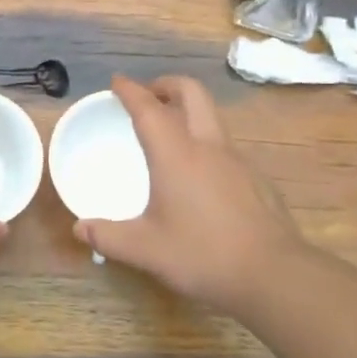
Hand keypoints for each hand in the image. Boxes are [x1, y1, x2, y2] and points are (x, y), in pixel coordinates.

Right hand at [74, 75, 308, 320]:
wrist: (275, 276)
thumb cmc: (203, 255)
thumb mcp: (146, 250)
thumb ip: (109, 237)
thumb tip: (80, 228)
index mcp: (176, 155)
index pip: (149, 109)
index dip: (131, 91)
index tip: (117, 82)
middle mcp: (208, 147)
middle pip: (191, 93)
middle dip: (167, 85)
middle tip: (149, 94)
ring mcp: (238, 161)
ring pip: (212, 117)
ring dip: (189, 112)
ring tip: (170, 134)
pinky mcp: (257, 179)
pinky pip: (226, 146)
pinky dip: (206, 142)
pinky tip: (200, 175)